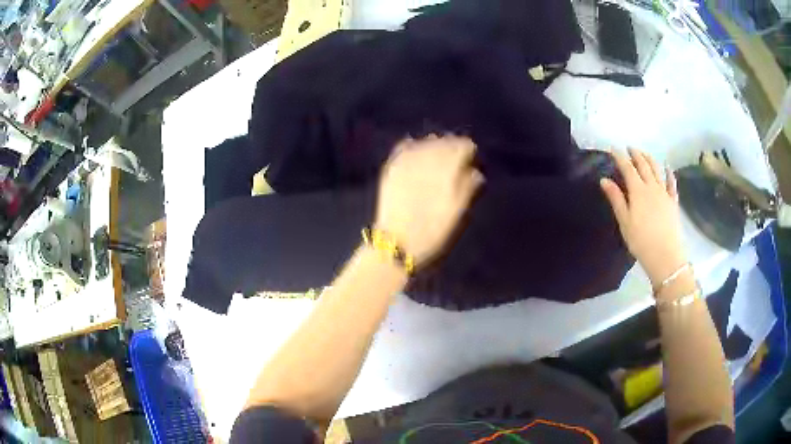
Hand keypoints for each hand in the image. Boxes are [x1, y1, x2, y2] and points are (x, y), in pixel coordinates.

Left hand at [375, 135, 483, 265]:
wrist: (399, 244)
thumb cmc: (438, 231)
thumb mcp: (464, 210)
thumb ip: (472, 184)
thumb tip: (474, 170)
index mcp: (451, 164)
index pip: (467, 146)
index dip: (471, 158)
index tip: (470, 171)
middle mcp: (430, 154)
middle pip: (446, 141)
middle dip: (452, 152)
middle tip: (453, 172)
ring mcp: (408, 158)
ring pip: (427, 142)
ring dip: (434, 151)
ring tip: (434, 169)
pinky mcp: (392, 165)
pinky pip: (405, 146)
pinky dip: (414, 151)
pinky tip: (416, 163)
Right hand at [600, 148, 686, 286]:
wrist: (665, 256)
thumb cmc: (641, 241)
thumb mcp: (624, 222)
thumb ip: (616, 199)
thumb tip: (604, 180)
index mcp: (638, 191)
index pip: (627, 168)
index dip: (619, 157)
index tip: (612, 149)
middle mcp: (652, 187)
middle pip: (643, 165)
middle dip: (635, 154)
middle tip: (629, 148)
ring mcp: (664, 193)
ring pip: (657, 170)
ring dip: (650, 159)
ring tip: (644, 153)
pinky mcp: (673, 202)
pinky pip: (672, 183)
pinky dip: (669, 173)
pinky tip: (667, 167)